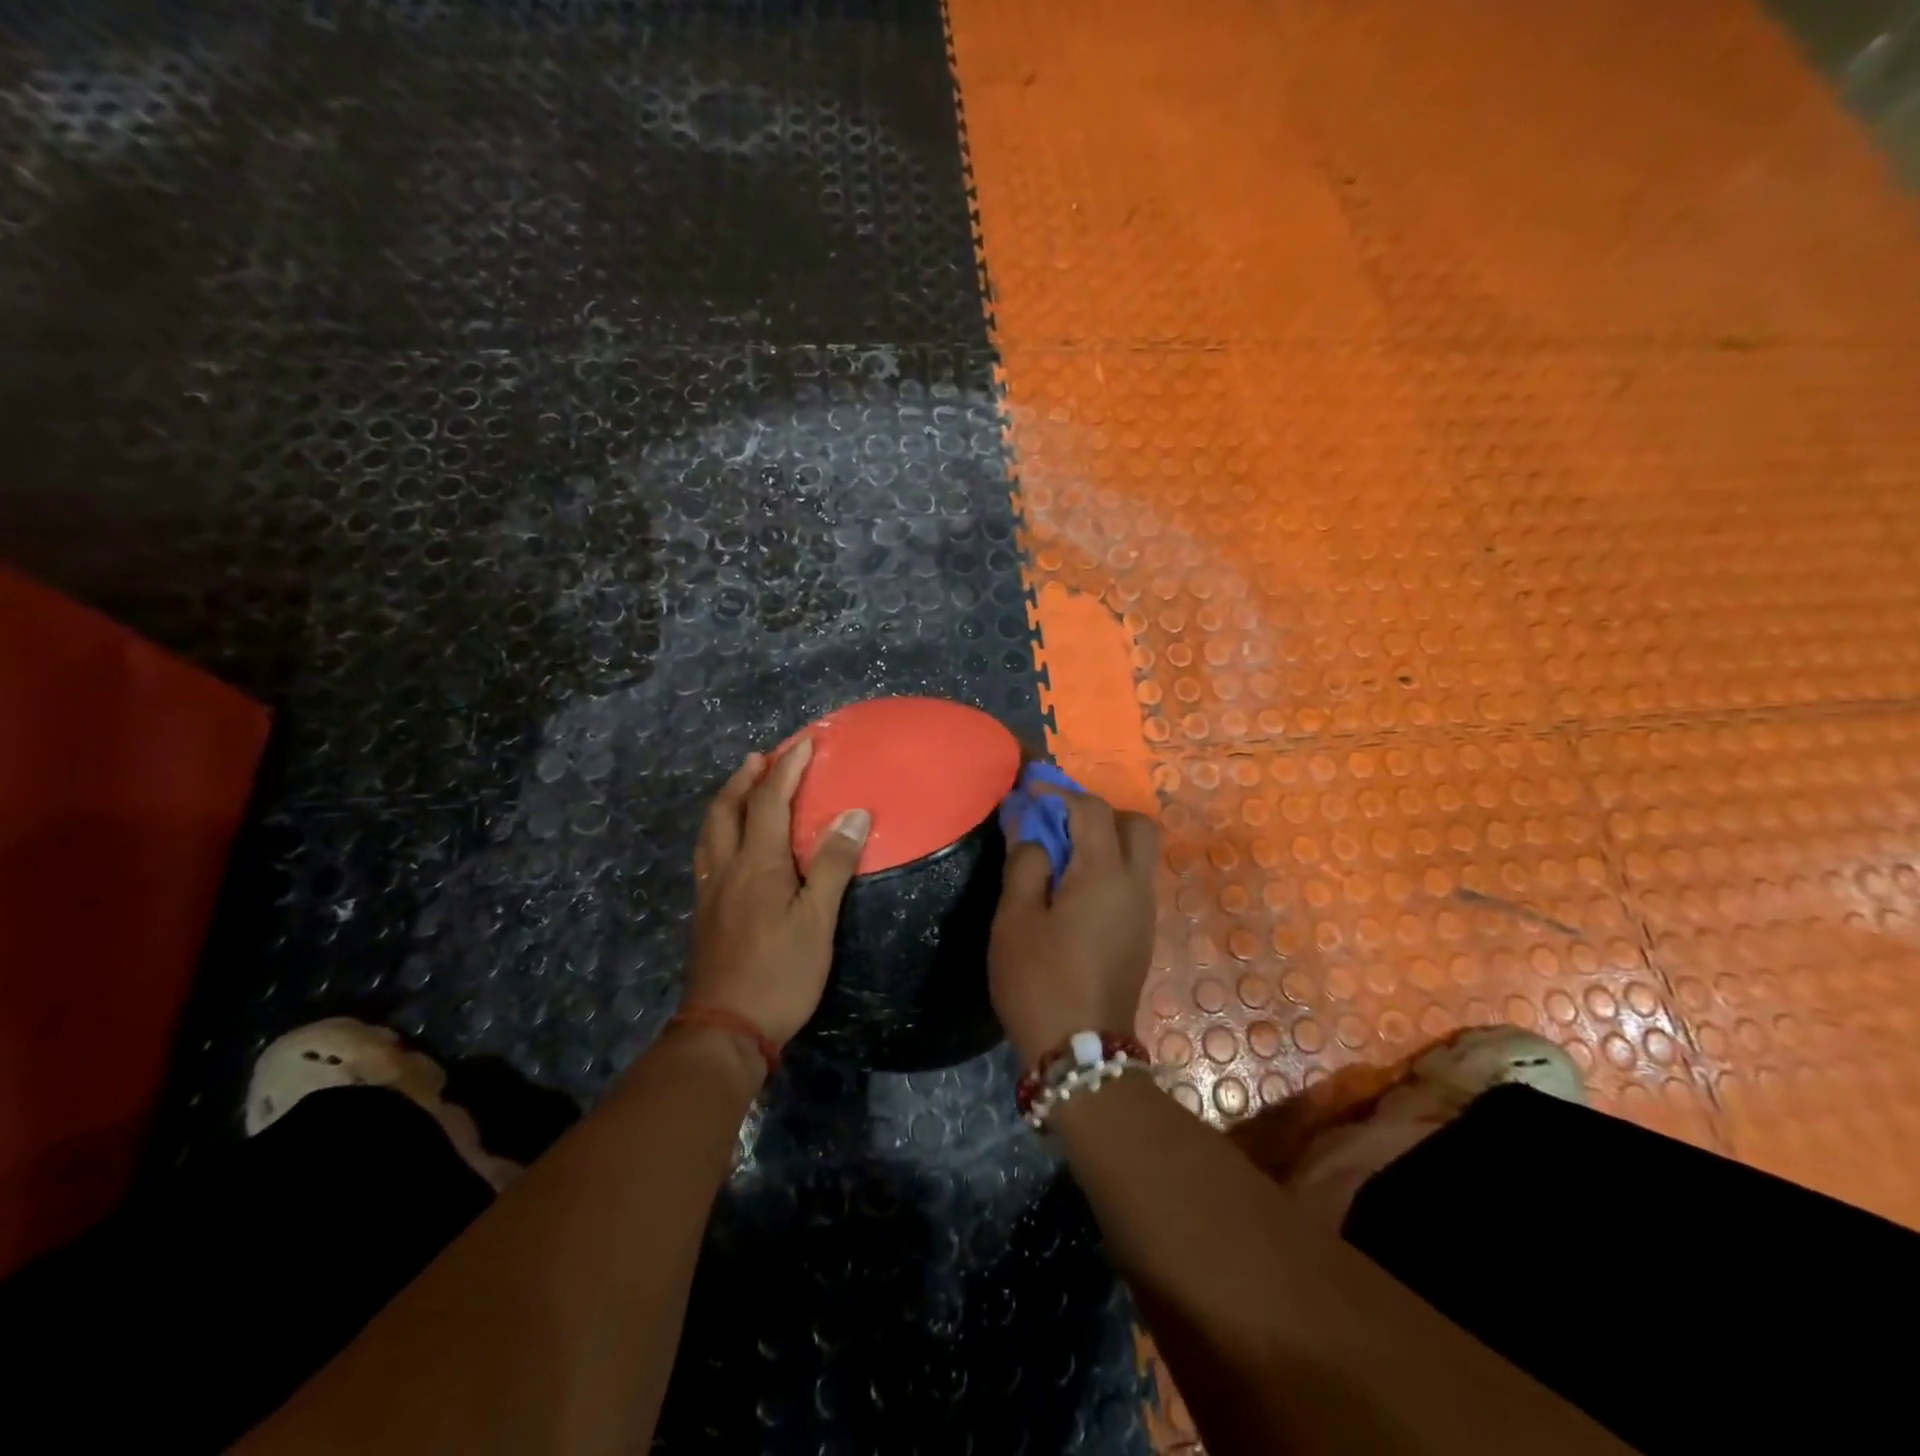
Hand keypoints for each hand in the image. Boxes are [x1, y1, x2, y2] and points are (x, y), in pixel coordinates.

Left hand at [687, 739, 870, 1047]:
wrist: (726, 1027)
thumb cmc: (781, 973)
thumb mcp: (817, 920)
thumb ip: (832, 864)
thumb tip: (854, 813)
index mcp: (757, 863)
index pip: (770, 801)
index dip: (787, 768)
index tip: (804, 742)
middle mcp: (727, 867)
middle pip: (728, 808)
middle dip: (747, 777)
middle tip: (764, 756)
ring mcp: (710, 889)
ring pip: (711, 829)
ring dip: (727, 799)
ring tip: (743, 786)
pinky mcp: (705, 911)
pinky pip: (707, 852)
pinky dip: (719, 828)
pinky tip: (729, 840)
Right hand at [989, 787, 1158, 1064]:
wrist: (1081, 1053)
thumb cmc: (1039, 981)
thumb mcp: (1015, 920)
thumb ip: (1025, 865)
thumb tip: (1035, 836)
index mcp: (1104, 874)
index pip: (1092, 810)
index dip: (1060, 793)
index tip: (1030, 792)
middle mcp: (1135, 886)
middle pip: (1136, 825)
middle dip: (1099, 813)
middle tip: (1060, 825)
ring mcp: (1145, 912)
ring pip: (1139, 854)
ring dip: (1106, 841)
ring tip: (1062, 856)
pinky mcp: (1143, 935)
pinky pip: (1133, 882)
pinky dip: (1110, 868)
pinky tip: (1075, 891)